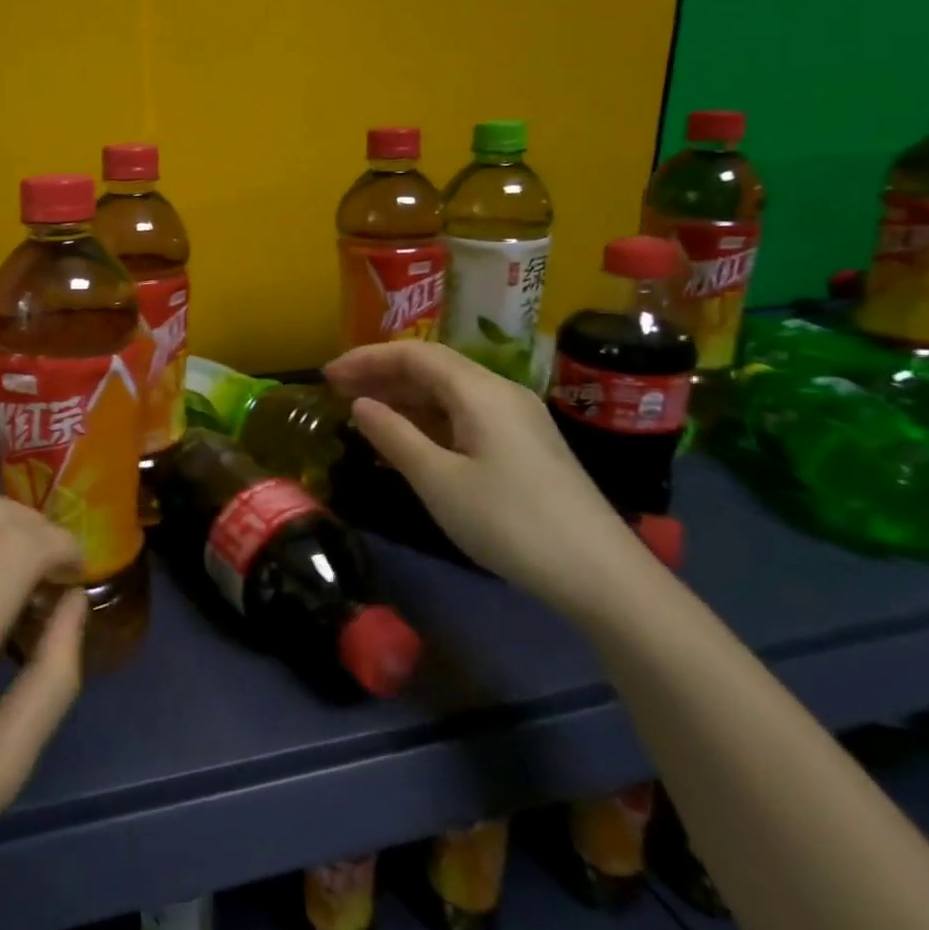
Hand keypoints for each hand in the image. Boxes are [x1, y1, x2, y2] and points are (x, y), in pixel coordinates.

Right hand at [326, 341, 653, 620]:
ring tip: (363, 413)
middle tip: (337, 392)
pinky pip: (464, 416)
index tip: (327, 375)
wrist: (601, 575)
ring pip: (448, 393)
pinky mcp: (523, 446)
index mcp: (480, 391)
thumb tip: (361, 405)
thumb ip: (394, 436)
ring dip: (403, 397)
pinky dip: (428, 419)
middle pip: (432, 368)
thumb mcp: (439, 480)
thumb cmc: (510, 521)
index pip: (414, 354)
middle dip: (382, 374)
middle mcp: (500, 393)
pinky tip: (407, 439)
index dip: (367, 358)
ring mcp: (516, 420)